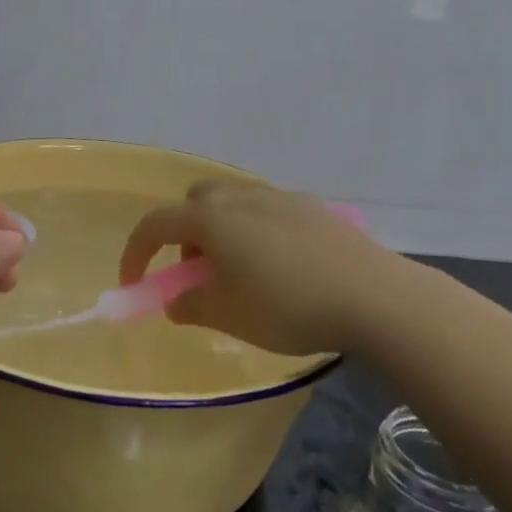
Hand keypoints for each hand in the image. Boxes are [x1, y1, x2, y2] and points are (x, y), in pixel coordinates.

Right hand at [119, 181, 398, 355]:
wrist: (375, 296)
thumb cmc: (288, 306)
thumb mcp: (228, 315)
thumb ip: (191, 305)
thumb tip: (177, 301)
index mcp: (212, 218)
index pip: (155, 225)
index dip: (136, 254)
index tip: (136, 284)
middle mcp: (241, 196)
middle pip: (195, 202)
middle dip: (185, 233)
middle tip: (198, 271)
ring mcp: (281, 197)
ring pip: (234, 203)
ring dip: (221, 231)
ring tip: (241, 271)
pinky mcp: (314, 208)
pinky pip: (268, 211)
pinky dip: (257, 231)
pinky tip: (282, 265)